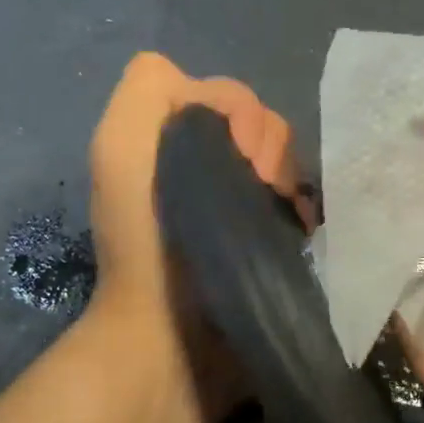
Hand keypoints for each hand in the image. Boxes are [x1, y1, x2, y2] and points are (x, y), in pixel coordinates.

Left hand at [83, 52, 299, 422]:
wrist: (172, 335)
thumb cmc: (147, 236)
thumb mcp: (120, 142)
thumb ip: (151, 87)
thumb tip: (221, 106)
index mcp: (174, 138)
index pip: (233, 97)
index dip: (241, 117)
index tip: (238, 156)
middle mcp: (209, 163)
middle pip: (267, 126)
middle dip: (269, 150)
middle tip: (256, 188)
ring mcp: (242, 201)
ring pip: (289, 160)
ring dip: (286, 179)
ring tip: (274, 214)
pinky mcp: (270, 237)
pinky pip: (303, 199)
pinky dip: (302, 207)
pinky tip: (293, 227)